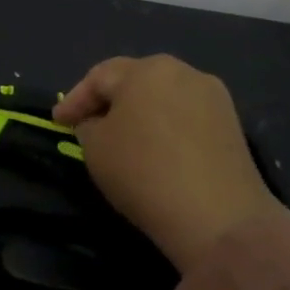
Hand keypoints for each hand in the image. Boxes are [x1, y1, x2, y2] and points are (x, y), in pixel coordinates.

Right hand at [53, 54, 283, 272]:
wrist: (220, 219)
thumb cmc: (145, 173)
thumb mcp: (95, 148)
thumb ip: (88, 126)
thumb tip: (99, 123)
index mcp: (145, 70)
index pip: (99, 77)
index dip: (74, 100)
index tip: (57, 122)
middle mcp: (182, 72)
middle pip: (135, 81)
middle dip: (109, 101)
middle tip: (88, 123)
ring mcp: (213, 97)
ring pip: (163, 97)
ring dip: (140, 113)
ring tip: (122, 137)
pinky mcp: (232, 125)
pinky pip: (186, 117)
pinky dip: (166, 127)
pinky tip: (156, 149)